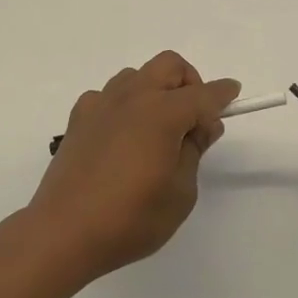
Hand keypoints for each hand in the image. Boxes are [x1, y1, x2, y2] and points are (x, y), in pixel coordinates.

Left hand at [28, 52, 239, 281]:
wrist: (63, 232)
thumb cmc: (130, 218)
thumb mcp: (180, 193)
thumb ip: (194, 151)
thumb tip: (203, 125)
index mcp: (162, 113)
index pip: (203, 94)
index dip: (223, 94)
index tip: (233, 95)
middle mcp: (132, 97)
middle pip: (169, 65)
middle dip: (189, 82)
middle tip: (195, 117)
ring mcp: (102, 103)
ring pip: (138, 76)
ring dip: (155, 90)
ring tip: (157, 129)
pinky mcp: (79, 117)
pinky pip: (109, 95)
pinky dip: (124, 105)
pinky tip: (122, 136)